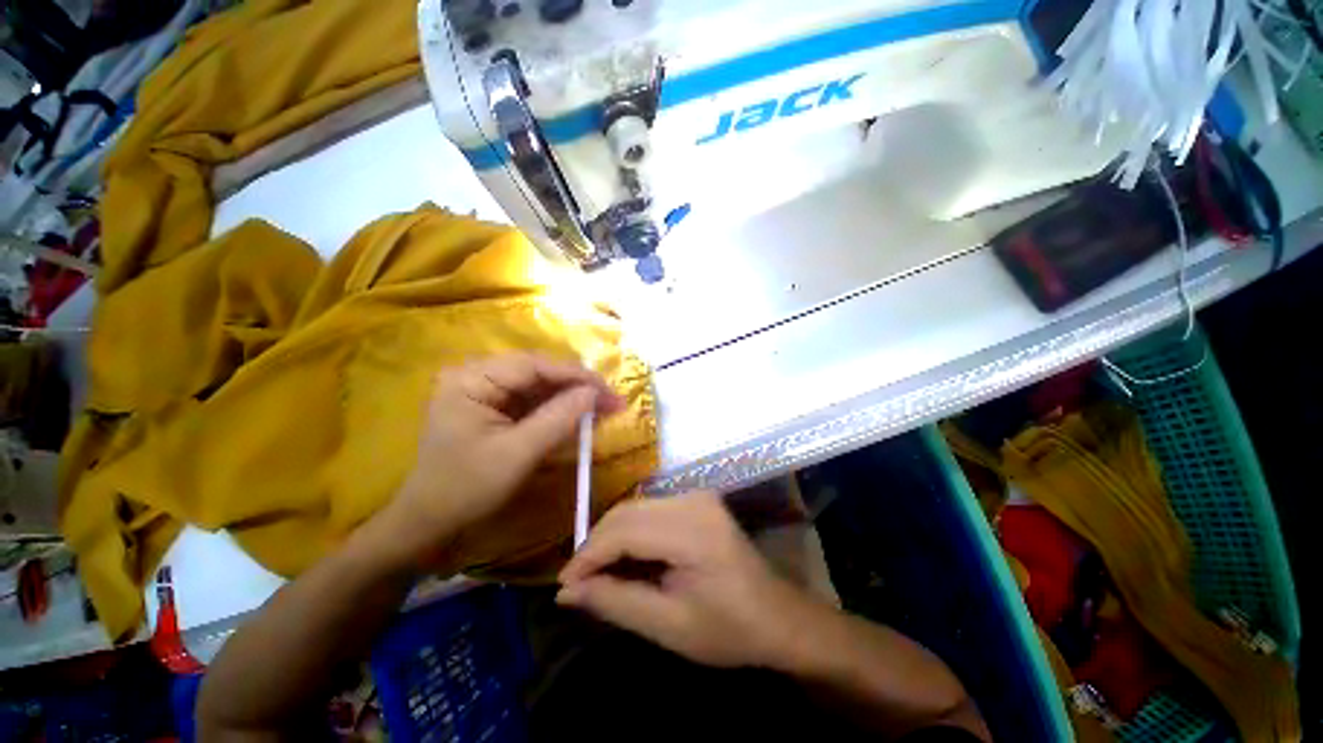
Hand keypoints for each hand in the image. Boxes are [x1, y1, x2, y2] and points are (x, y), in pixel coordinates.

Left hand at [369, 353, 624, 569]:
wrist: (429, 523)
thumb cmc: (466, 489)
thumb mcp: (517, 454)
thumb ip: (558, 419)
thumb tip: (596, 393)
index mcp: (472, 378)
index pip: (534, 365)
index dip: (576, 376)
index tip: (609, 390)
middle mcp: (477, 374)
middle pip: (539, 371)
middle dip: (577, 386)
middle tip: (611, 400)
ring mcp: (485, 390)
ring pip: (540, 384)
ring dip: (572, 396)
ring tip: (603, 407)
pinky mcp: (494, 406)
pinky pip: (534, 399)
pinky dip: (559, 407)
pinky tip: (581, 414)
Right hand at [556, 491, 819, 668]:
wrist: (778, 616)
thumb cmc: (729, 630)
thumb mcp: (668, 626)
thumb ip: (615, 602)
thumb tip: (567, 591)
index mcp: (693, 531)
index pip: (624, 532)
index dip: (588, 555)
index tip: (563, 585)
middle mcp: (693, 500)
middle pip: (627, 513)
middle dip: (595, 546)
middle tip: (576, 582)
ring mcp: (697, 496)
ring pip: (635, 509)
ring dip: (611, 539)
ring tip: (596, 575)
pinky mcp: (697, 500)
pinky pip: (650, 511)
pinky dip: (630, 534)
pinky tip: (625, 560)